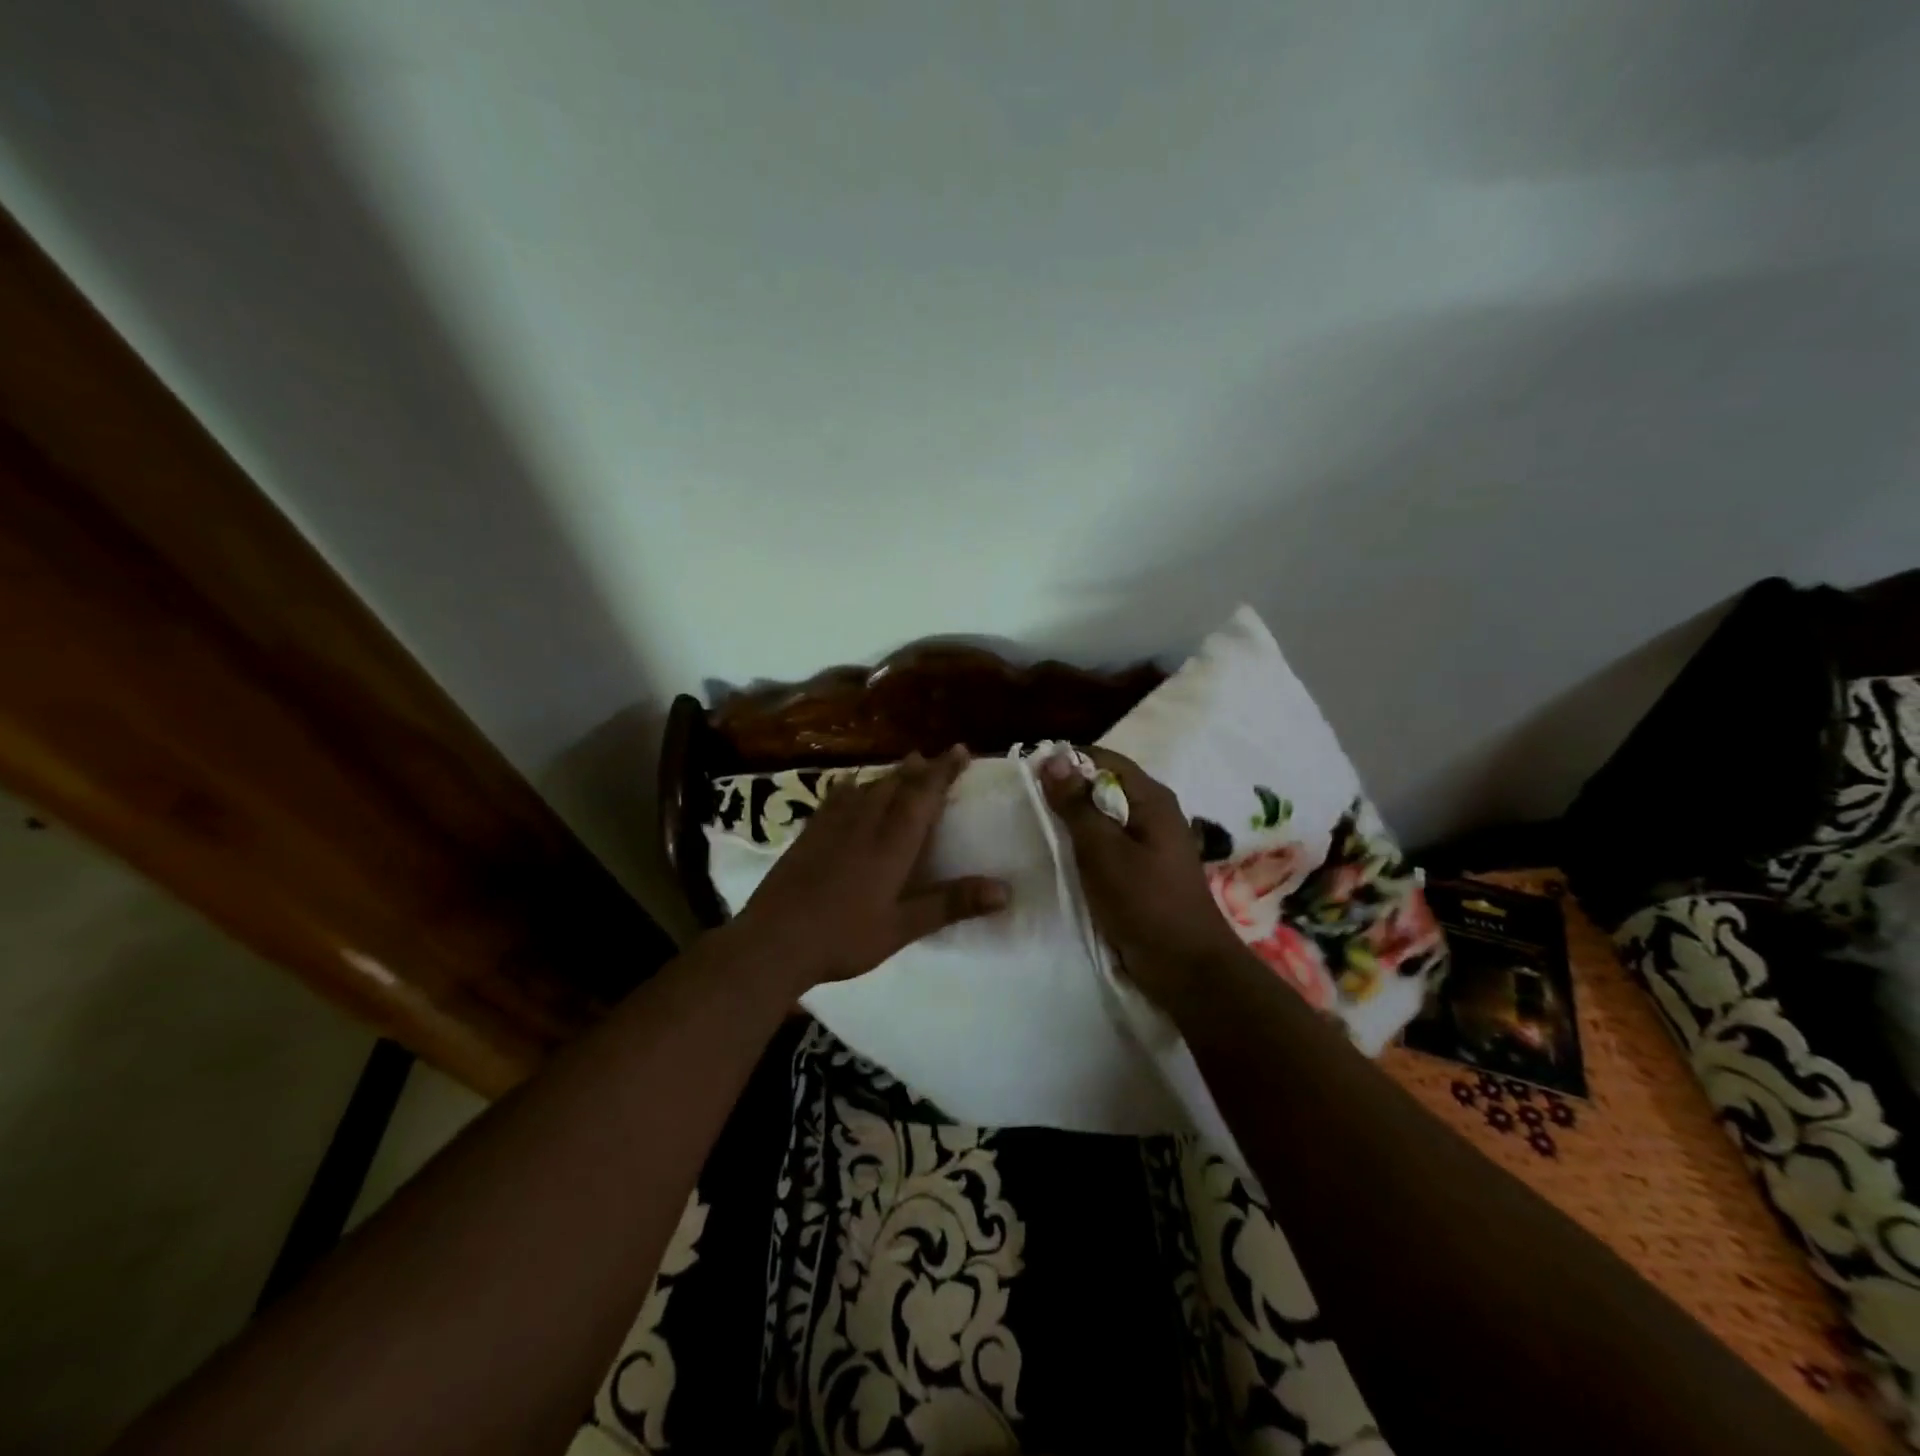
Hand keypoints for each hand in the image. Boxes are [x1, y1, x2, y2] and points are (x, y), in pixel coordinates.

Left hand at [731, 746, 1009, 989]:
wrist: (773, 940)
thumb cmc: (843, 936)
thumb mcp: (902, 927)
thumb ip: (950, 904)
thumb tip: (1004, 890)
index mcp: (891, 843)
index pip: (923, 795)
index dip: (943, 771)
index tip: (959, 750)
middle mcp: (864, 823)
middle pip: (896, 784)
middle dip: (919, 768)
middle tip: (934, 757)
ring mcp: (832, 826)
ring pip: (867, 787)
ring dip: (890, 774)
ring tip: (904, 766)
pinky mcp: (808, 834)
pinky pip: (837, 797)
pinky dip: (853, 786)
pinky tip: (851, 786)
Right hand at [1041, 747, 1247, 1015]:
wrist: (1184, 967)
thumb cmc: (1144, 902)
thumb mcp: (1103, 850)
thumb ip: (1077, 805)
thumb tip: (1052, 757)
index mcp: (1152, 799)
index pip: (1105, 759)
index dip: (1067, 760)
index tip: (1028, 770)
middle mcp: (1154, 813)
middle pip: (1105, 786)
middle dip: (1067, 790)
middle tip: (1025, 800)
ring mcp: (1150, 843)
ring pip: (1104, 817)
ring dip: (1074, 819)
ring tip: (1034, 824)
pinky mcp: (1143, 870)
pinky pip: (1108, 844)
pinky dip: (1084, 844)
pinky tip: (1059, 854)